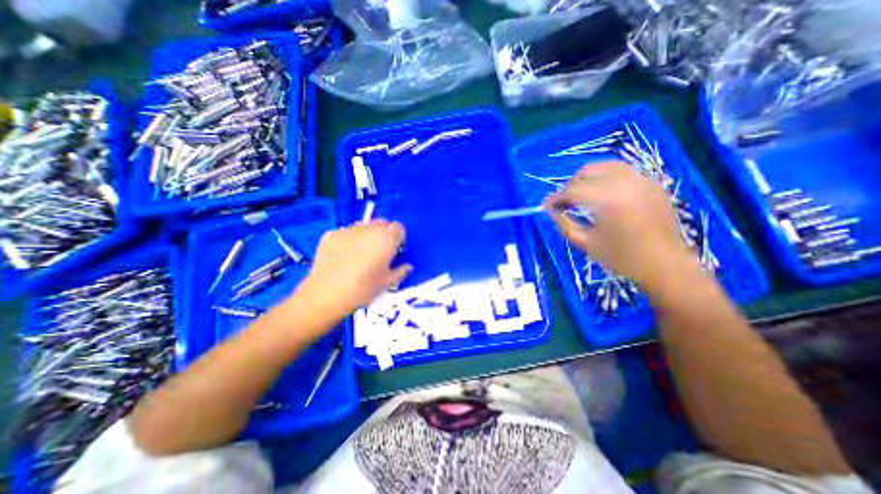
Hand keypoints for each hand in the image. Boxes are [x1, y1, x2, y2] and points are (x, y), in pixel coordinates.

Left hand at [291, 219, 410, 316]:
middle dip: (384, 233)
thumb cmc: (362, 289)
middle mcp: (369, 229)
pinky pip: (346, 232)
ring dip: (367, 235)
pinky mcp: (331, 233)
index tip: (395, 250)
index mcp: (386, 239)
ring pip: (364, 226)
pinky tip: (343, 256)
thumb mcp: (387, 283)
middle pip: (382, 223)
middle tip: (379, 251)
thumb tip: (408, 266)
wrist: (325, 295)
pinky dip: (349, 240)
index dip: (399, 238)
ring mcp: (348, 229)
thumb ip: (401, 271)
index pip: (399, 227)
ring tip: (360, 253)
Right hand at [545, 163, 694, 290]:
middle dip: (569, 187)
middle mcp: (624, 183)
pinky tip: (601, 190)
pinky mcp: (651, 182)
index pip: (572, 190)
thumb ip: (564, 224)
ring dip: (586, 178)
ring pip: (603, 166)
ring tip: (580, 194)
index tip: (546, 206)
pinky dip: (605, 176)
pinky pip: (622, 170)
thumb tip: (551, 211)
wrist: (666, 265)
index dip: (555, 198)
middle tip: (563, 203)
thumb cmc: (622, 258)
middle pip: (585, 173)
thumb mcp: (586, 243)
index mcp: (607, 201)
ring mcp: (641, 180)